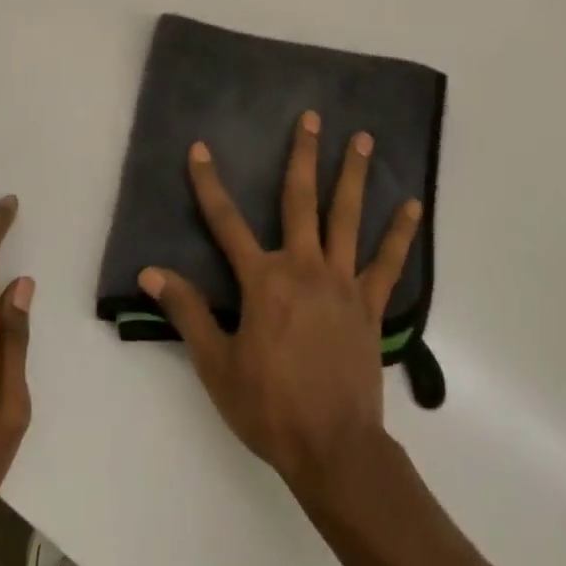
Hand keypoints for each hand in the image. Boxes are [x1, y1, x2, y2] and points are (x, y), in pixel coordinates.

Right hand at [139, 111, 421, 501]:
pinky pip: (388, 262)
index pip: (226, 223)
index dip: (209, 184)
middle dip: (303, 155)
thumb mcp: (216, 364)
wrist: (331, 447)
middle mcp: (303, 267)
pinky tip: (412, 205)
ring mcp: (342, 282)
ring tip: (364, 139)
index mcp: (263, 281)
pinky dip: (400, 232)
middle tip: (312, 117)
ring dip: (354, 175)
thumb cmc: (267, 407)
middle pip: (300, 200)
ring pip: (347, 217)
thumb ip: (187, 312)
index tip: (200, 149)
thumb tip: (152, 272)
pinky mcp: (370, 303)